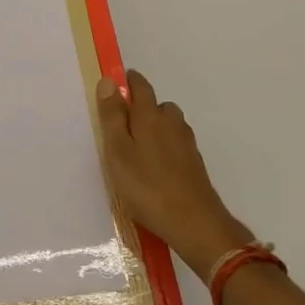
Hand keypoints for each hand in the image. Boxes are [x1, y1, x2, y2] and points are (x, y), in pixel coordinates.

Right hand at [97, 69, 253, 284]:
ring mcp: (186, 143)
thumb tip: (109, 80)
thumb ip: (112, 116)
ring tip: (136, 151)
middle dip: (140, 109)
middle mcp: (172, 123)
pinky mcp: (194, 164)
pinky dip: (164, 149)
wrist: (194, 223)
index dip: (127, 82)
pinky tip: (154, 169)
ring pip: (168, 126)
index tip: (115, 87)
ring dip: (154, 130)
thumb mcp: (118, 151)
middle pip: (156, 105)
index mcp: (150, 115)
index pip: (140, 86)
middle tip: (120, 128)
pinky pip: (175, 145)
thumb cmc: (147, 186)